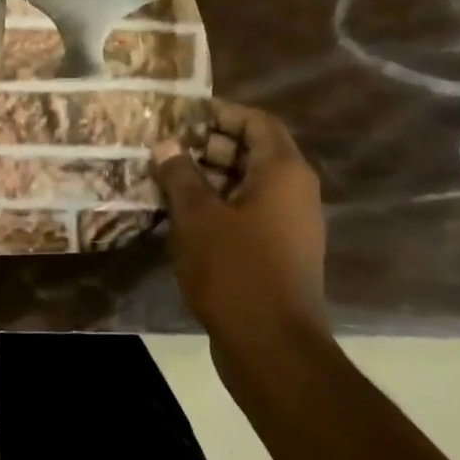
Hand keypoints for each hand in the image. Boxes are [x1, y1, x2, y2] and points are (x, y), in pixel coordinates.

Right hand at [150, 102, 330, 374]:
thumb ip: (180, 174)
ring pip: (247, 185)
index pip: (257, 122)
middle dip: (208, 146)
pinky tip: (180, 216)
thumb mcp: (197, 216)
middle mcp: (294, 192)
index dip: (222, 113)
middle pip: (253, 152)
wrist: (271, 346)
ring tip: (164, 179)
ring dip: (208, 178)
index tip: (183, 115)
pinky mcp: (277, 252)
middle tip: (165, 148)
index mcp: (283, 172)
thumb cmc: (235, 270)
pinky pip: (247, 213)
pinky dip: (217, 206)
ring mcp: (289, 225)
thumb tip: (166, 144)